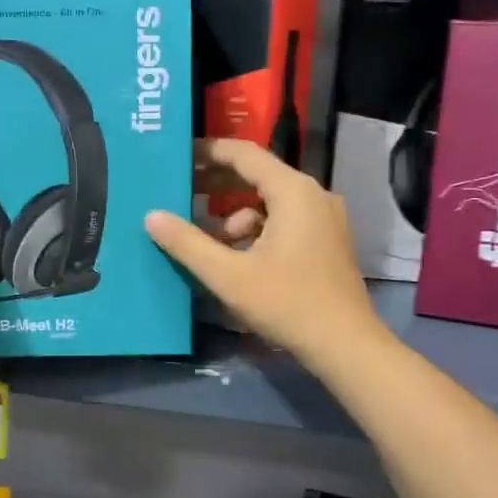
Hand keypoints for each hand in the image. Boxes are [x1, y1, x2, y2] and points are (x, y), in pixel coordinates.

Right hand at [145, 139, 385, 374]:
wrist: (345, 345)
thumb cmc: (287, 304)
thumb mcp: (229, 276)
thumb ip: (188, 243)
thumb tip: (152, 216)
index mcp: (293, 192)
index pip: (245, 154)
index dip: (209, 152)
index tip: (179, 156)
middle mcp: (314, 195)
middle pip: (259, 176)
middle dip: (219, 185)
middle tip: (182, 192)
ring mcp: (326, 218)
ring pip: (271, 203)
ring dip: (237, 216)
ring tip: (211, 242)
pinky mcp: (328, 241)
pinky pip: (286, 220)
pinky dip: (259, 231)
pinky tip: (241, 259)